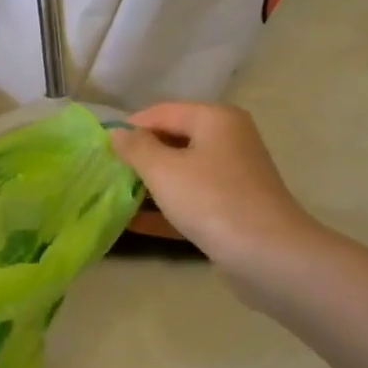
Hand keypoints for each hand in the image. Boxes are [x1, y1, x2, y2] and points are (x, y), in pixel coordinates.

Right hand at [110, 102, 325, 279]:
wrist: (268, 254)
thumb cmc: (211, 200)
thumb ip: (135, 147)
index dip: (129, 128)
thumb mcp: (162, 170)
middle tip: (105, 173)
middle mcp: (227, 140)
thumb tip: (116, 132)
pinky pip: (190, 199)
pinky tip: (133, 223)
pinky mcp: (231, 207)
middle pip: (171, 140)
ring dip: (148, 184)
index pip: (160, 112)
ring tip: (113, 196)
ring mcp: (231, 175)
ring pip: (179, 172)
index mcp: (215, 119)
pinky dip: (164, 208)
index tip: (100, 150)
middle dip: (138, 157)